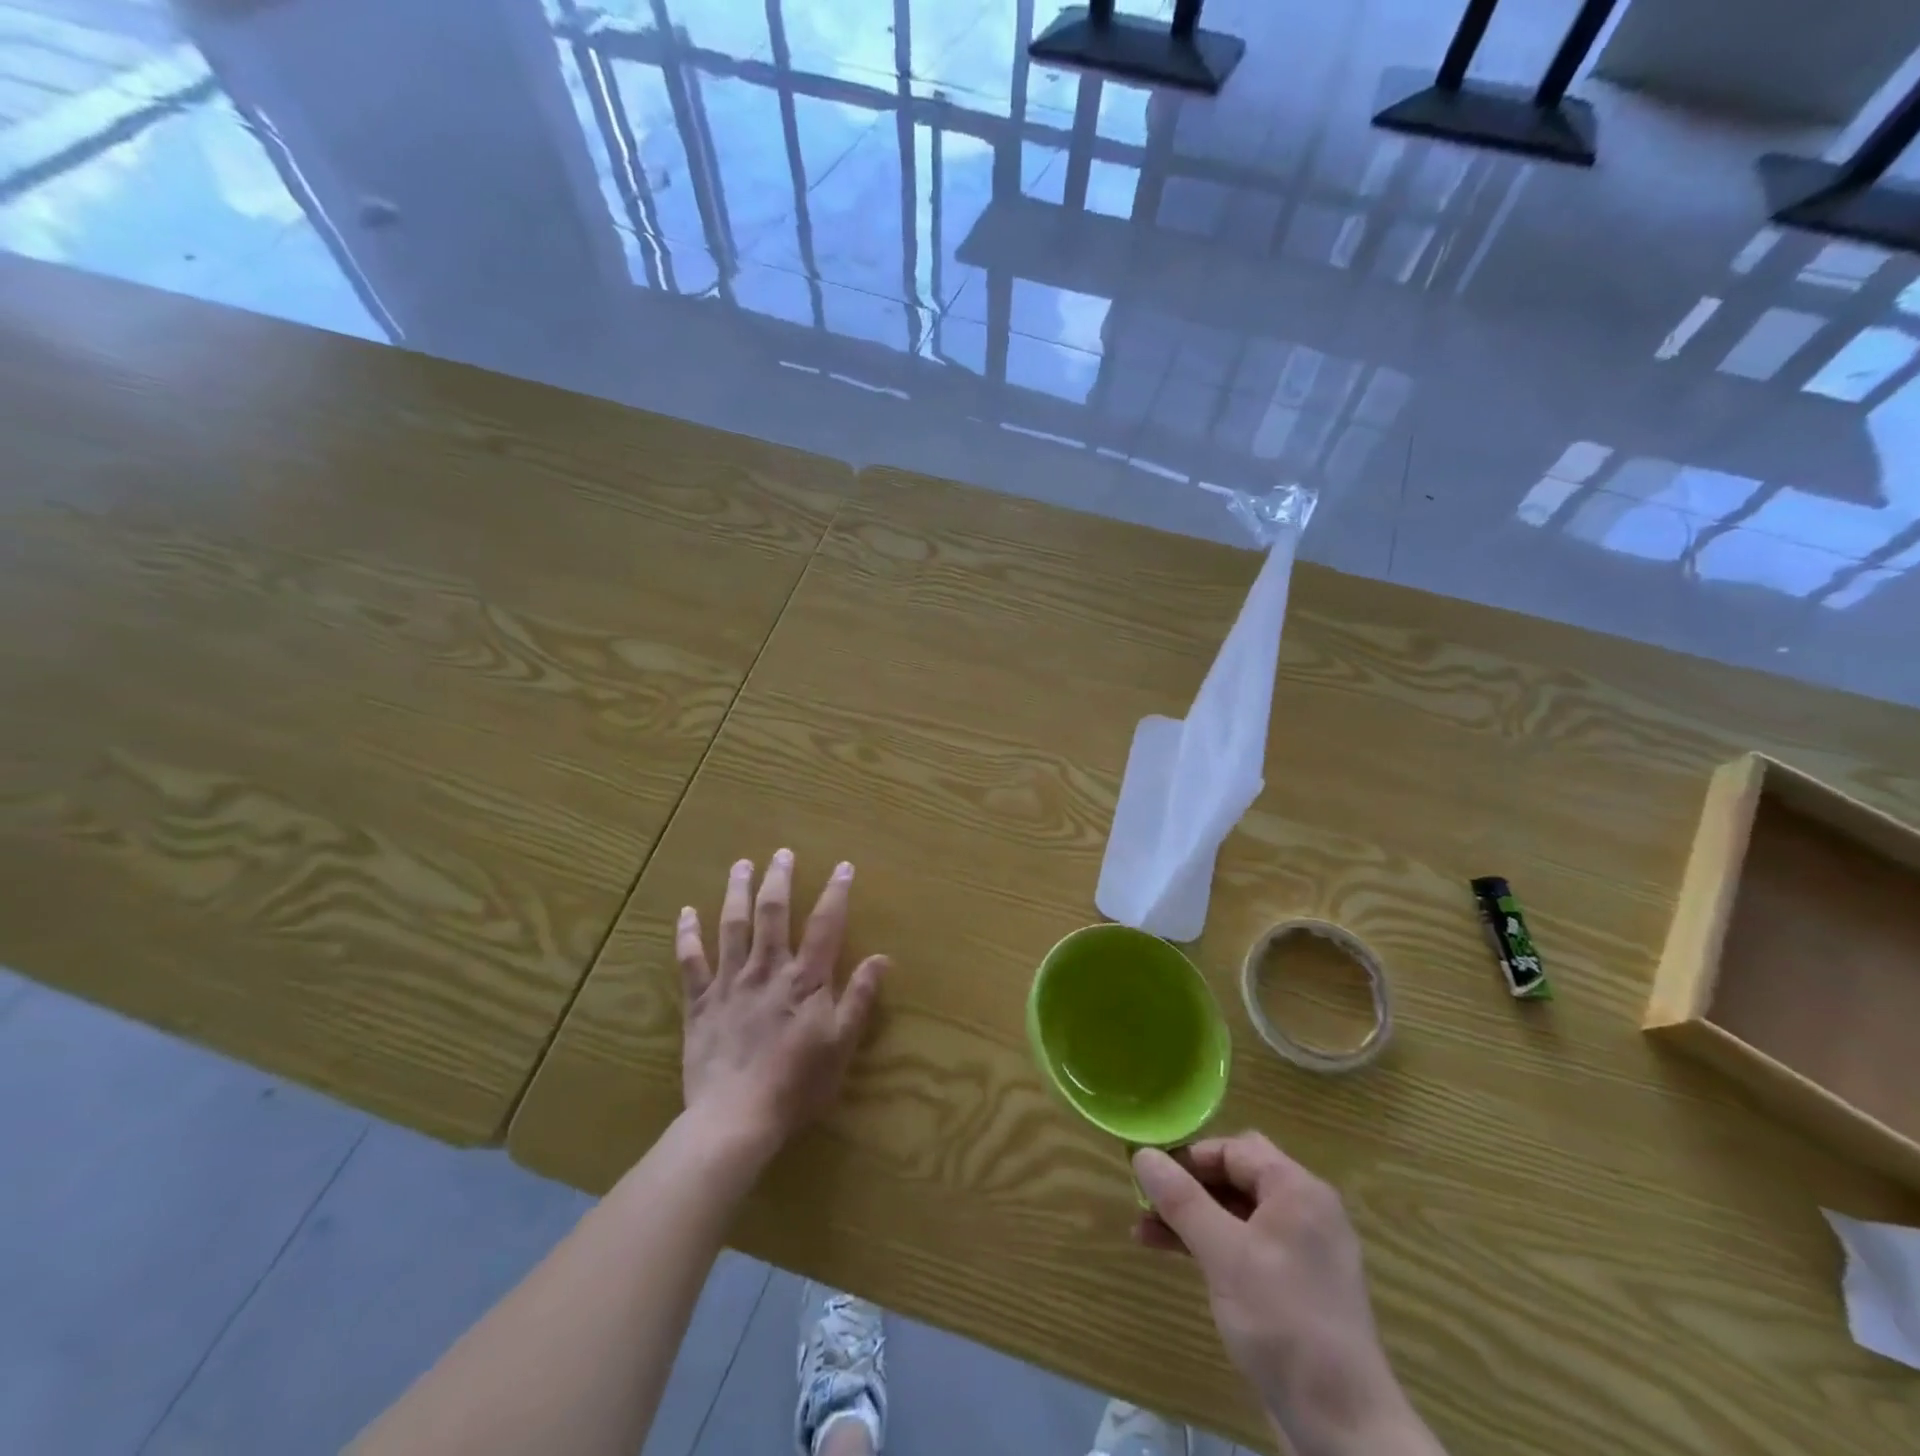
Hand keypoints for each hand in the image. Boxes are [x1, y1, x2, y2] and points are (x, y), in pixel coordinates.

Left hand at [675, 850, 887, 1154]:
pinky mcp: (699, 1003)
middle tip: (782, 852)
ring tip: (741, 865)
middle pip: (773, 913)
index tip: (843, 866)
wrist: (735, 1119)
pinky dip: (687, 935)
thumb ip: (860, 998)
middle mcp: (767, 969)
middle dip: (779, 879)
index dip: (836, 893)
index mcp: (805, 980)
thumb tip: (882, 958)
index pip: (826, 925)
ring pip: (732, 926)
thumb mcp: (842, 1045)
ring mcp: (729, 983)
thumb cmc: (797, 1085)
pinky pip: (690, 962)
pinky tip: (685, 912)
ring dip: (737, 892)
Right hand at [1132, 1135, 1440, 1455]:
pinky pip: (1247, 1247)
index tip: (1149, 1175)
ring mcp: (1303, 1251)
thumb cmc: (1283, 1322)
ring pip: (1237, 1214)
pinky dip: (1212, 1246)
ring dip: (1193, 1218)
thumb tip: (1142, 1153)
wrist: (1344, 1429)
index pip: (1234, 1149)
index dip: (1189, 1156)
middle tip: (1146, 1201)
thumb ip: (1181, 1199)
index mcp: (1297, 1190)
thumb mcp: (1224, 1254)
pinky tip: (1177, 1257)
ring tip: (1144, 1231)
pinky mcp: (1297, 1288)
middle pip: (1236, 1177)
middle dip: (1188, 1187)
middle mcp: (1305, 1210)